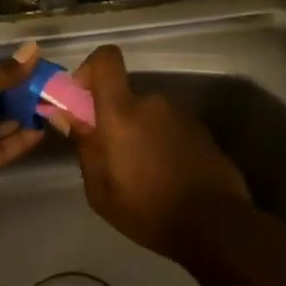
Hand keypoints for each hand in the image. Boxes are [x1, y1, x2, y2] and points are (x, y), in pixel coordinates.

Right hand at [65, 45, 252, 261]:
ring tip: (141, 173)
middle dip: (114, 119)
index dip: (90, 70)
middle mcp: (153, 102)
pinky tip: (165, 176)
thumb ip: (85, 146)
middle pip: (125, 97)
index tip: (82, 98)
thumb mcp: (100, 189)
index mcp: (122, 112)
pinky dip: (161, 143)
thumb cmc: (147, 210)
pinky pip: (169, 128)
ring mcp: (181, 115)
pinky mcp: (201, 130)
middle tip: (112, 157)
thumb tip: (69, 115)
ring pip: (148, 114)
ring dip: (139, 134)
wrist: (215, 225)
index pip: (106, 60)